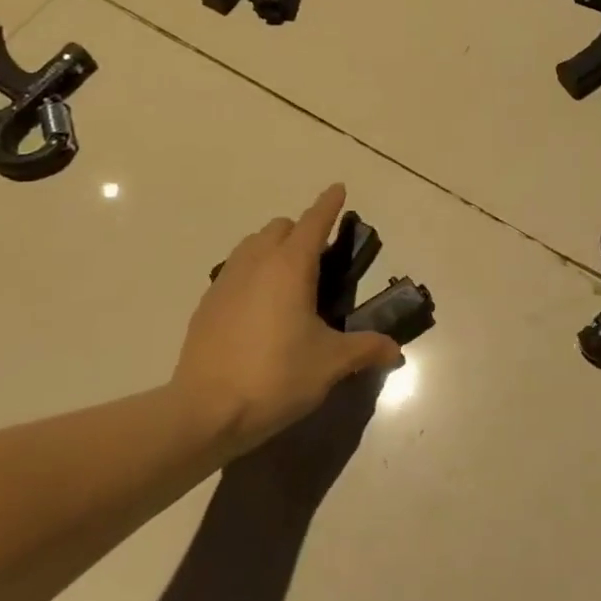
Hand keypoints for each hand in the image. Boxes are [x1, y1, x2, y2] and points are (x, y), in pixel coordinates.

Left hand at [174, 185, 400, 461]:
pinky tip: (260, 307)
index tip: (339, 188)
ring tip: (290, 280)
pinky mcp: (207, 305)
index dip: (329, 204)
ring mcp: (226, 282)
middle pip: (280, 228)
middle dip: (302, 231)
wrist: (205, 412)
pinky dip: (252, 273)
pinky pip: (234, 271)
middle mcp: (256, 263)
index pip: (313, 222)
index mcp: (290, 267)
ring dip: (273, 248)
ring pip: (252, 245)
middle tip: (321, 259)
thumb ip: (366, 349)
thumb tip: (395, 350)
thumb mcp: (330, 363)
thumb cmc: (276, 377)